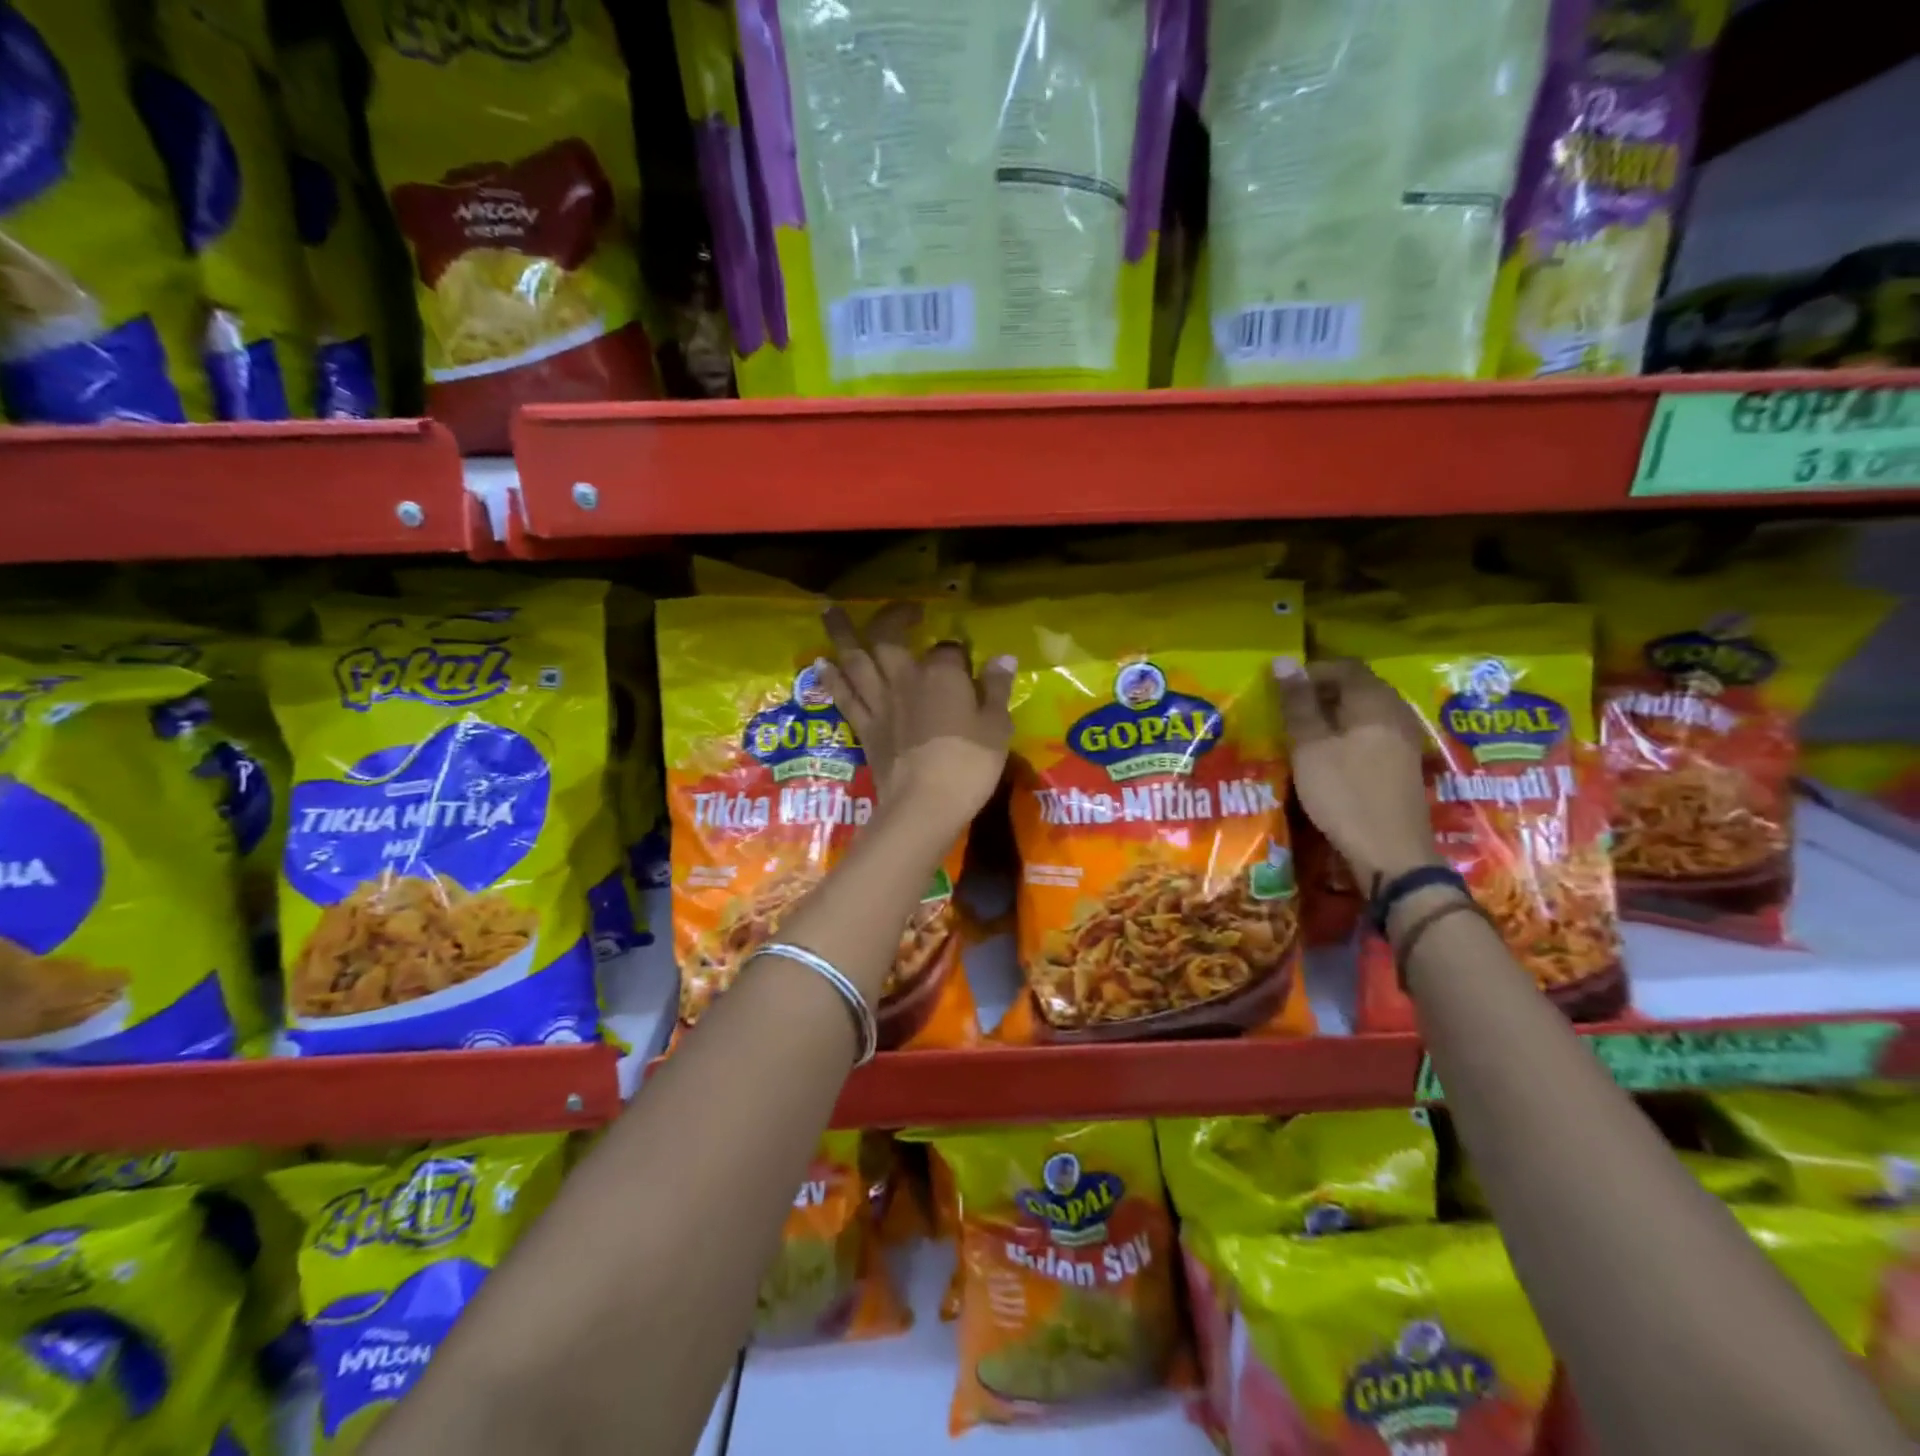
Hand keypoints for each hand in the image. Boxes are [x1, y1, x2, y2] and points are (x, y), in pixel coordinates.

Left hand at [820, 603, 1015, 836]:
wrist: (924, 804)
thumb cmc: (969, 764)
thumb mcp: (997, 727)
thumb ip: (997, 689)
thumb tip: (1003, 657)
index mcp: (941, 674)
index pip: (949, 649)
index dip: (958, 652)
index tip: (967, 662)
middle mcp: (905, 679)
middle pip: (888, 638)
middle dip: (891, 617)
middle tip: (901, 609)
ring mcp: (879, 703)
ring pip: (855, 660)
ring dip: (842, 634)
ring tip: (830, 612)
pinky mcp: (864, 728)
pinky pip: (843, 696)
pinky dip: (830, 678)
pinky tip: (820, 663)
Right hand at [1273, 656, 1440, 885]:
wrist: (1391, 853)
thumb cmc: (1344, 794)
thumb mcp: (1310, 748)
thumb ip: (1298, 704)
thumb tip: (1283, 660)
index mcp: (1374, 702)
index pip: (1343, 666)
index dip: (1309, 672)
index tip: (1279, 690)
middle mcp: (1396, 712)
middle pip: (1357, 687)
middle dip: (1320, 693)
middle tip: (1286, 712)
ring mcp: (1404, 739)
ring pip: (1364, 712)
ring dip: (1332, 716)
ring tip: (1302, 733)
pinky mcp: (1402, 763)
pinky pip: (1371, 733)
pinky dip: (1346, 735)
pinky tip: (1327, 756)